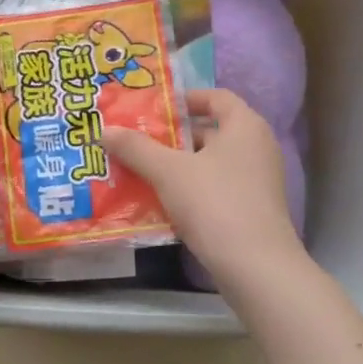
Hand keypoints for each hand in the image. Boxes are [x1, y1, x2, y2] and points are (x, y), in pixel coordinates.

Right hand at [107, 89, 305, 287]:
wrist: (255, 266)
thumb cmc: (215, 203)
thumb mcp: (168, 172)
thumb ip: (136, 148)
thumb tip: (104, 130)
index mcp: (245, 126)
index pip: (216, 97)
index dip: (185, 99)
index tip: (154, 108)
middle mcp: (256, 148)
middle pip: (210, 131)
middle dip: (172, 136)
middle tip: (136, 141)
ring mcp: (257, 181)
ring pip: (210, 163)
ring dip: (178, 165)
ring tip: (139, 170)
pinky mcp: (251, 209)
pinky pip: (216, 188)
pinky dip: (190, 189)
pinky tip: (160, 201)